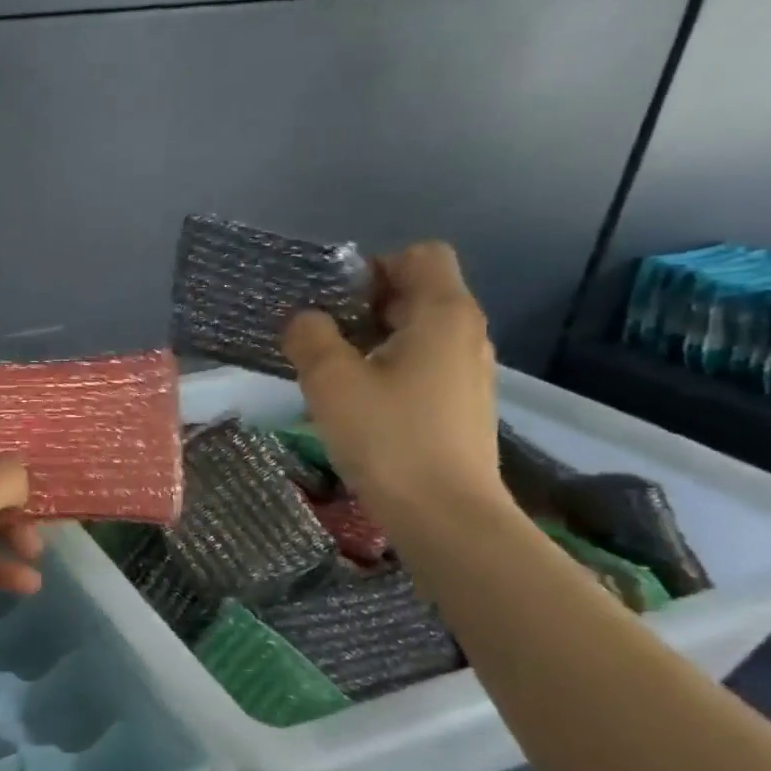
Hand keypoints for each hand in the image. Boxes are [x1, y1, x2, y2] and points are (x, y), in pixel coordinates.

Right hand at [282, 241, 509, 531]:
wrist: (445, 515)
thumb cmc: (388, 437)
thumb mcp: (330, 380)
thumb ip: (309, 336)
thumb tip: (303, 320)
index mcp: (443, 314)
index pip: (420, 255)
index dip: (373, 266)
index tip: (333, 302)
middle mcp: (465, 334)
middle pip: (414, 292)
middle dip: (362, 305)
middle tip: (317, 337)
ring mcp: (467, 371)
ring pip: (414, 332)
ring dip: (369, 340)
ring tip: (330, 372)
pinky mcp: (459, 404)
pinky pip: (419, 365)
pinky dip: (385, 368)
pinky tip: (356, 403)